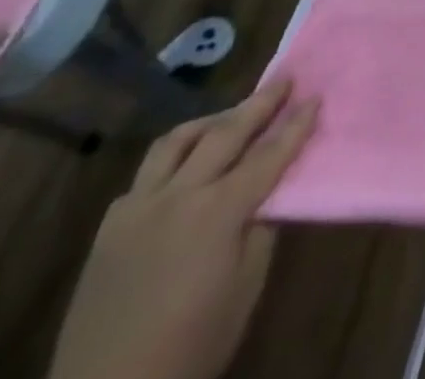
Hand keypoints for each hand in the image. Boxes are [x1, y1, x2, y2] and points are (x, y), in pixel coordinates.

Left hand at [48, 77, 318, 378]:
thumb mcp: (245, 286)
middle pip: (225, 133)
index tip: (316, 96)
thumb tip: (268, 192)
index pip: (269, 153)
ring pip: (175, 142)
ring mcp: (136, 209)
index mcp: (218, 211)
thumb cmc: (192, 345)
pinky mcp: (108, 230)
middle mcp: (177, 196)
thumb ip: (260, 228)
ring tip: (231, 116)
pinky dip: (172, 160)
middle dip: (260, 103)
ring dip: (211, 121)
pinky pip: (145, 176)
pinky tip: (183, 170)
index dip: (296, 124)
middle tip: (284, 80)